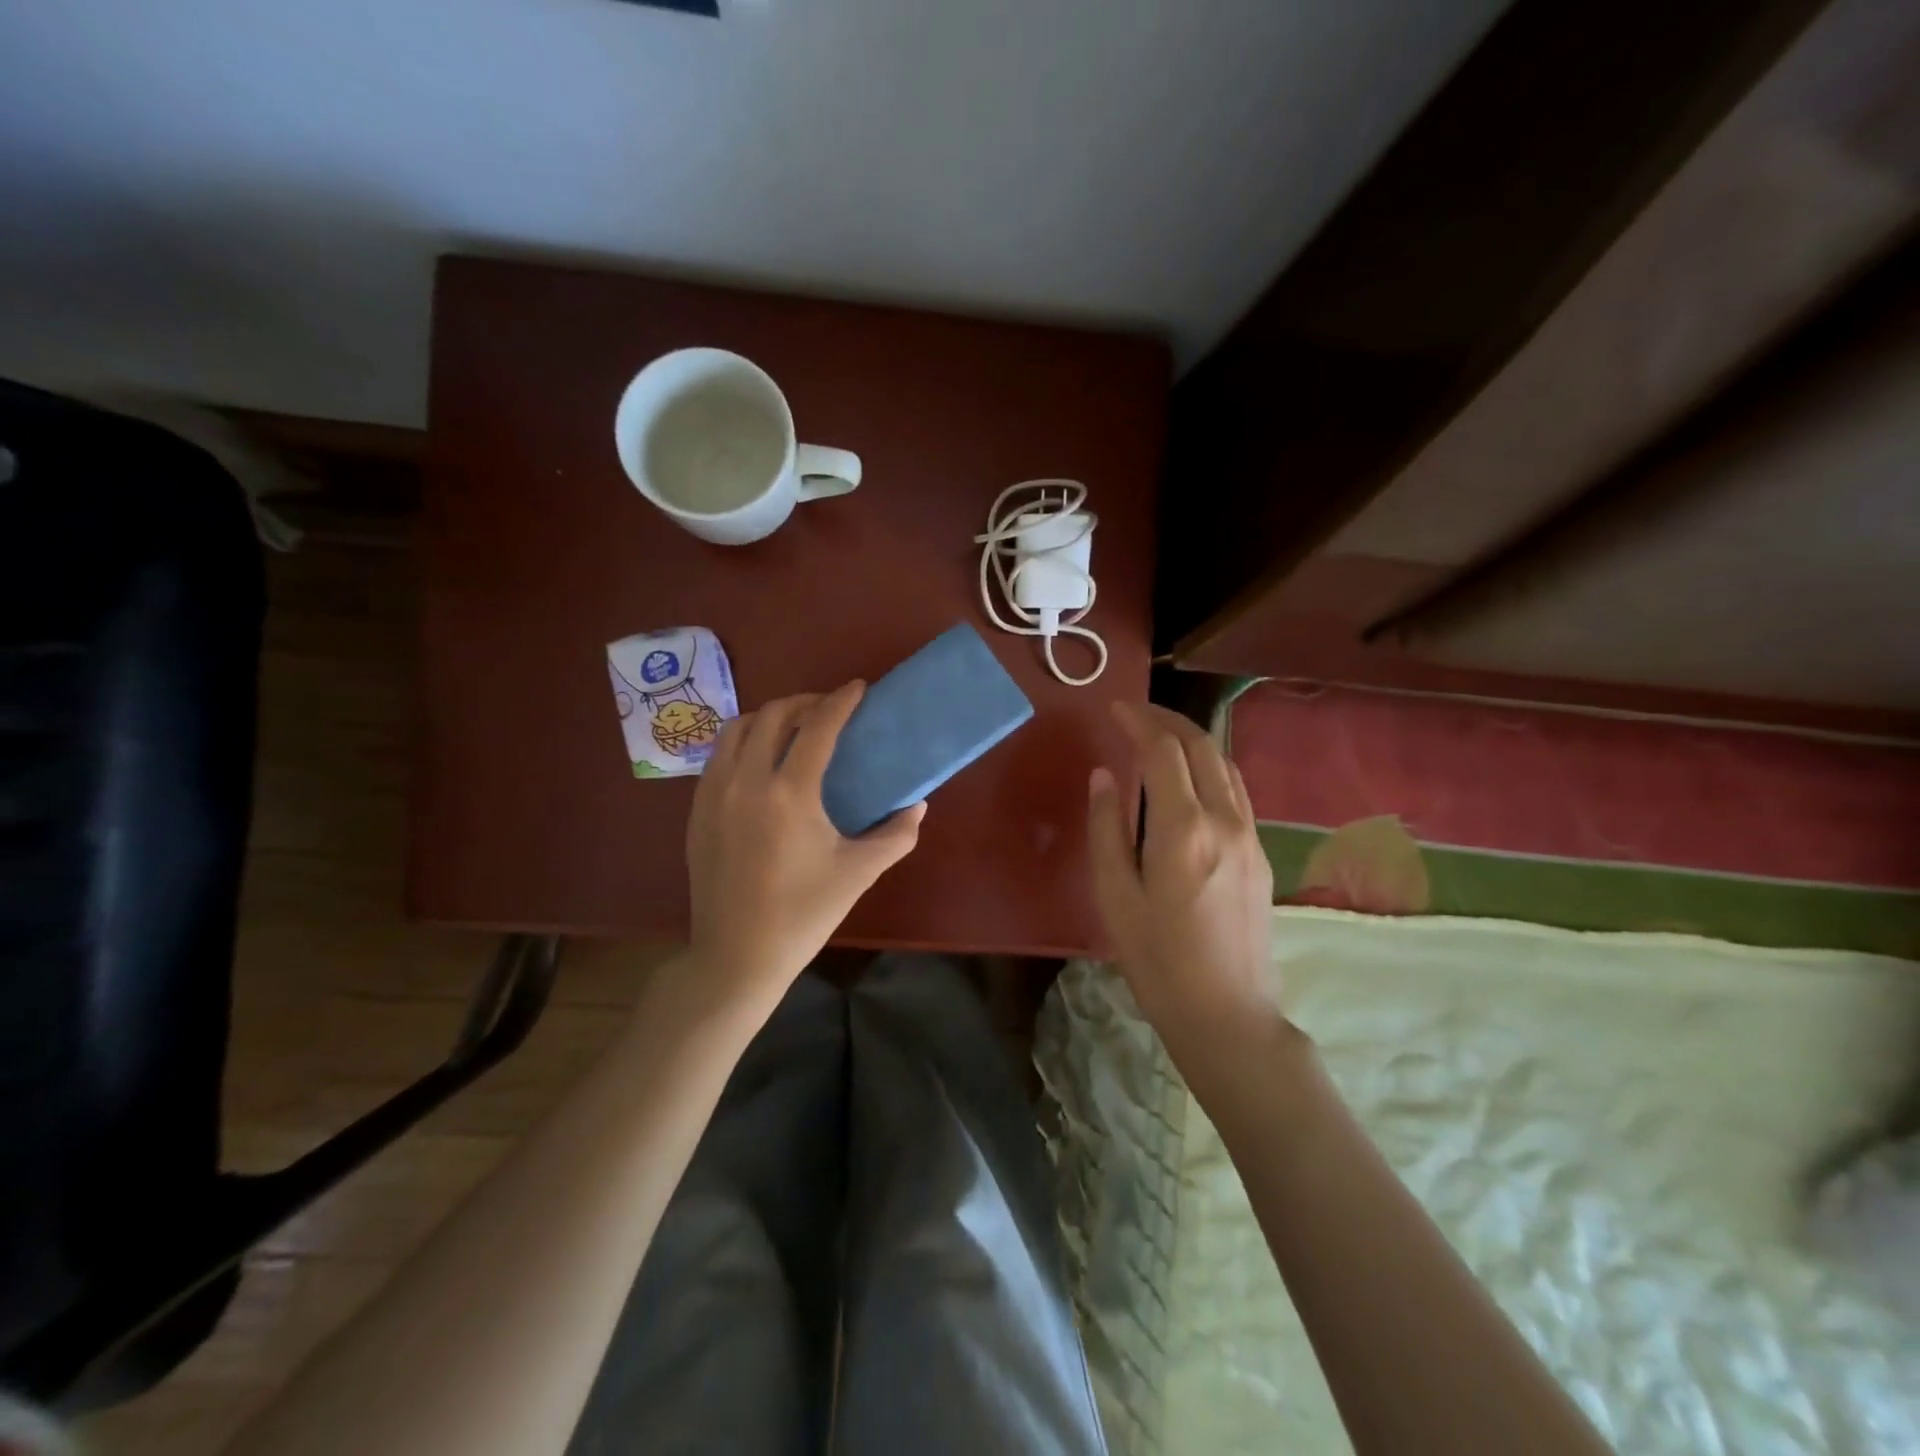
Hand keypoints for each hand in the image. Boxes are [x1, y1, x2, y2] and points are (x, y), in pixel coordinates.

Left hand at [685, 681, 924, 1017]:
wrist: (736, 956)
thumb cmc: (803, 914)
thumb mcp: (858, 873)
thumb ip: (896, 835)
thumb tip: (918, 806)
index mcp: (789, 793)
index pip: (817, 727)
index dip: (840, 701)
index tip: (858, 688)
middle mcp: (746, 781)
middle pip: (773, 715)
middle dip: (805, 702)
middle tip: (829, 710)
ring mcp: (713, 794)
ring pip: (737, 729)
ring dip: (769, 718)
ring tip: (793, 729)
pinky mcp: (696, 811)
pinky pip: (718, 756)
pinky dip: (743, 743)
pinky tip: (761, 763)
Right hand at [1087, 702, 1276, 1050]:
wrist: (1227, 1013)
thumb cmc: (1157, 960)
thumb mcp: (1115, 896)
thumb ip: (1107, 828)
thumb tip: (1105, 776)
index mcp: (1183, 829)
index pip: (1164, 751)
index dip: (1138, 722)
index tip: (1115, 708)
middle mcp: (1224, 820)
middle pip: (1201, 747)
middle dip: (1167, 720)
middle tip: (1135, 713)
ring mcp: (1249, 835)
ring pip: (1225, 764)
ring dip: (1192, 740)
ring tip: (1160, 735)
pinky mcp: (1259, 853)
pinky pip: (1236, 790)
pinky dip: (1210, 767)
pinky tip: (1190, 778)